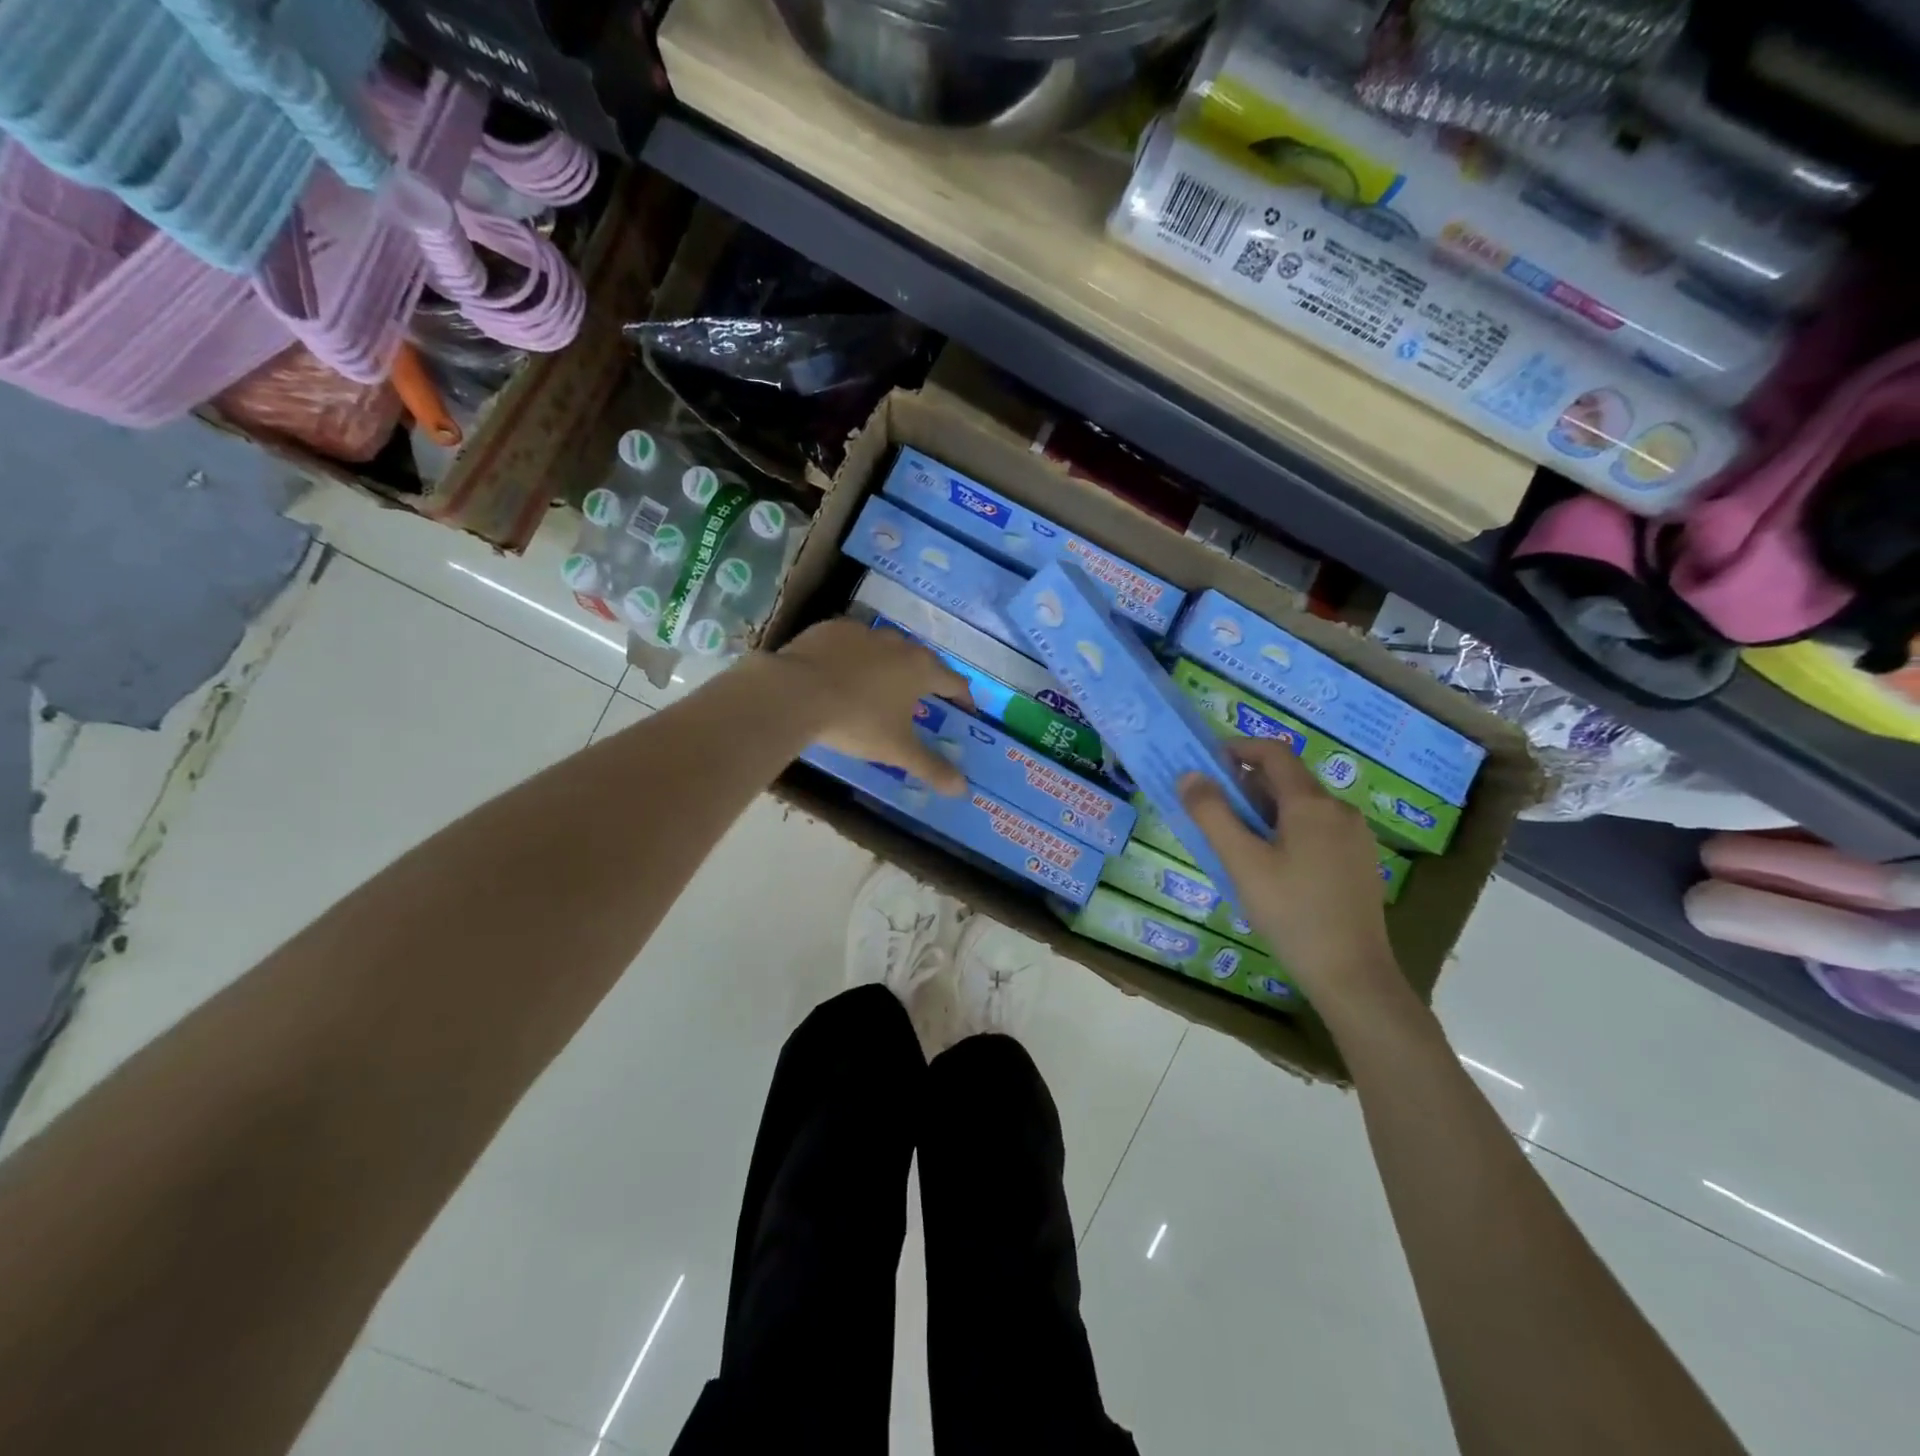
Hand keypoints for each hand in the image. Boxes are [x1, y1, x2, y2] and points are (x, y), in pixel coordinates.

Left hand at [776, 618, 974, 793]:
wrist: (796, 692)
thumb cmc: (857, 721)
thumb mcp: (896, 750)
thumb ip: (931, 767)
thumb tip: (962, 790)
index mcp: (921, 669)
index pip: (955, 682)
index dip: (963, 699)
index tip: (964, 712)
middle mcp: (899, 643)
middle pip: (922, 661)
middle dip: (925, 681)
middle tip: (921, 702)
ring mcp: (864, 632)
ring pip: (886, 648)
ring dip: (889, 665)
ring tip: (879, 687)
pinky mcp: (832, 628)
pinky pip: (851, 643)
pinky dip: (853, 657)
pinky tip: (841, 674)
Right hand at [1179, 738, 1399, 1007]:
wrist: (1353, 975)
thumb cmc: (1292, 913)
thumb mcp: (1242, 863)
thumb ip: (1212, 814)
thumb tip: (1190, 775)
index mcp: (1312, 803)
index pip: (1273, 752)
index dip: (1237, 748)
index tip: (1206, 765)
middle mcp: (1339, 810)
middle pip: (1287, 779)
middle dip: (1245, 785)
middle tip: (1211, 811)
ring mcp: (1354, 837)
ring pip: (1301, 807)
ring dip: (1263, 810)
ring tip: (1234, 842)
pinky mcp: (1358, 862)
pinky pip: (1315, 830)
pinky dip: (1285, 831)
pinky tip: (1269, 866)